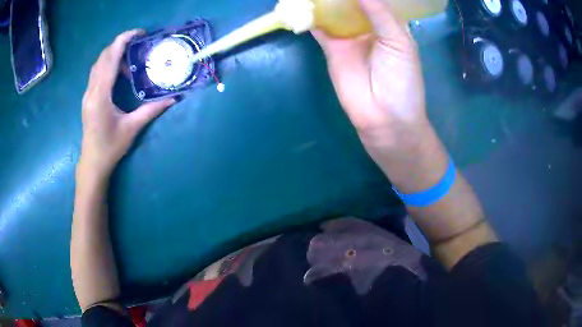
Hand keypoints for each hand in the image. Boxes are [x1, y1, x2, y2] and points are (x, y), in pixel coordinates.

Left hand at [79, 29, 174, 179]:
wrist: (92, 163)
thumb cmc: (110, 147)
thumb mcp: (132, 128)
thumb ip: (151, 111)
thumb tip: (173, 99)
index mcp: (101, 95)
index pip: (110, 58)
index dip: (123, 40)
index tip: (139, 33)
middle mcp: (91, 90)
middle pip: (103, 57)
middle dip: (120, 44)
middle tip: (138, 44)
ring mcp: (87, 94)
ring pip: (98, 64)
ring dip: (114, 56)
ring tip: (131, 62)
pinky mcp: (87, 98)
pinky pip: (97, 73)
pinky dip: (108, 66)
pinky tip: (119, 75)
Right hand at [312, 0, 428, 153]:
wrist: (385, 118)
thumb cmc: (401, 80)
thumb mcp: (398, 42)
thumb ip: (379, 13)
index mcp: (389, 23)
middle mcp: (368, 25)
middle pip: (352, 2)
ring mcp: (347, 36)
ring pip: (333, 11)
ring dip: (324, 0)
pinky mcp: (331, 47)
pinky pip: (319, 27)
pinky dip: (310, 15)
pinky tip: (302, 3)